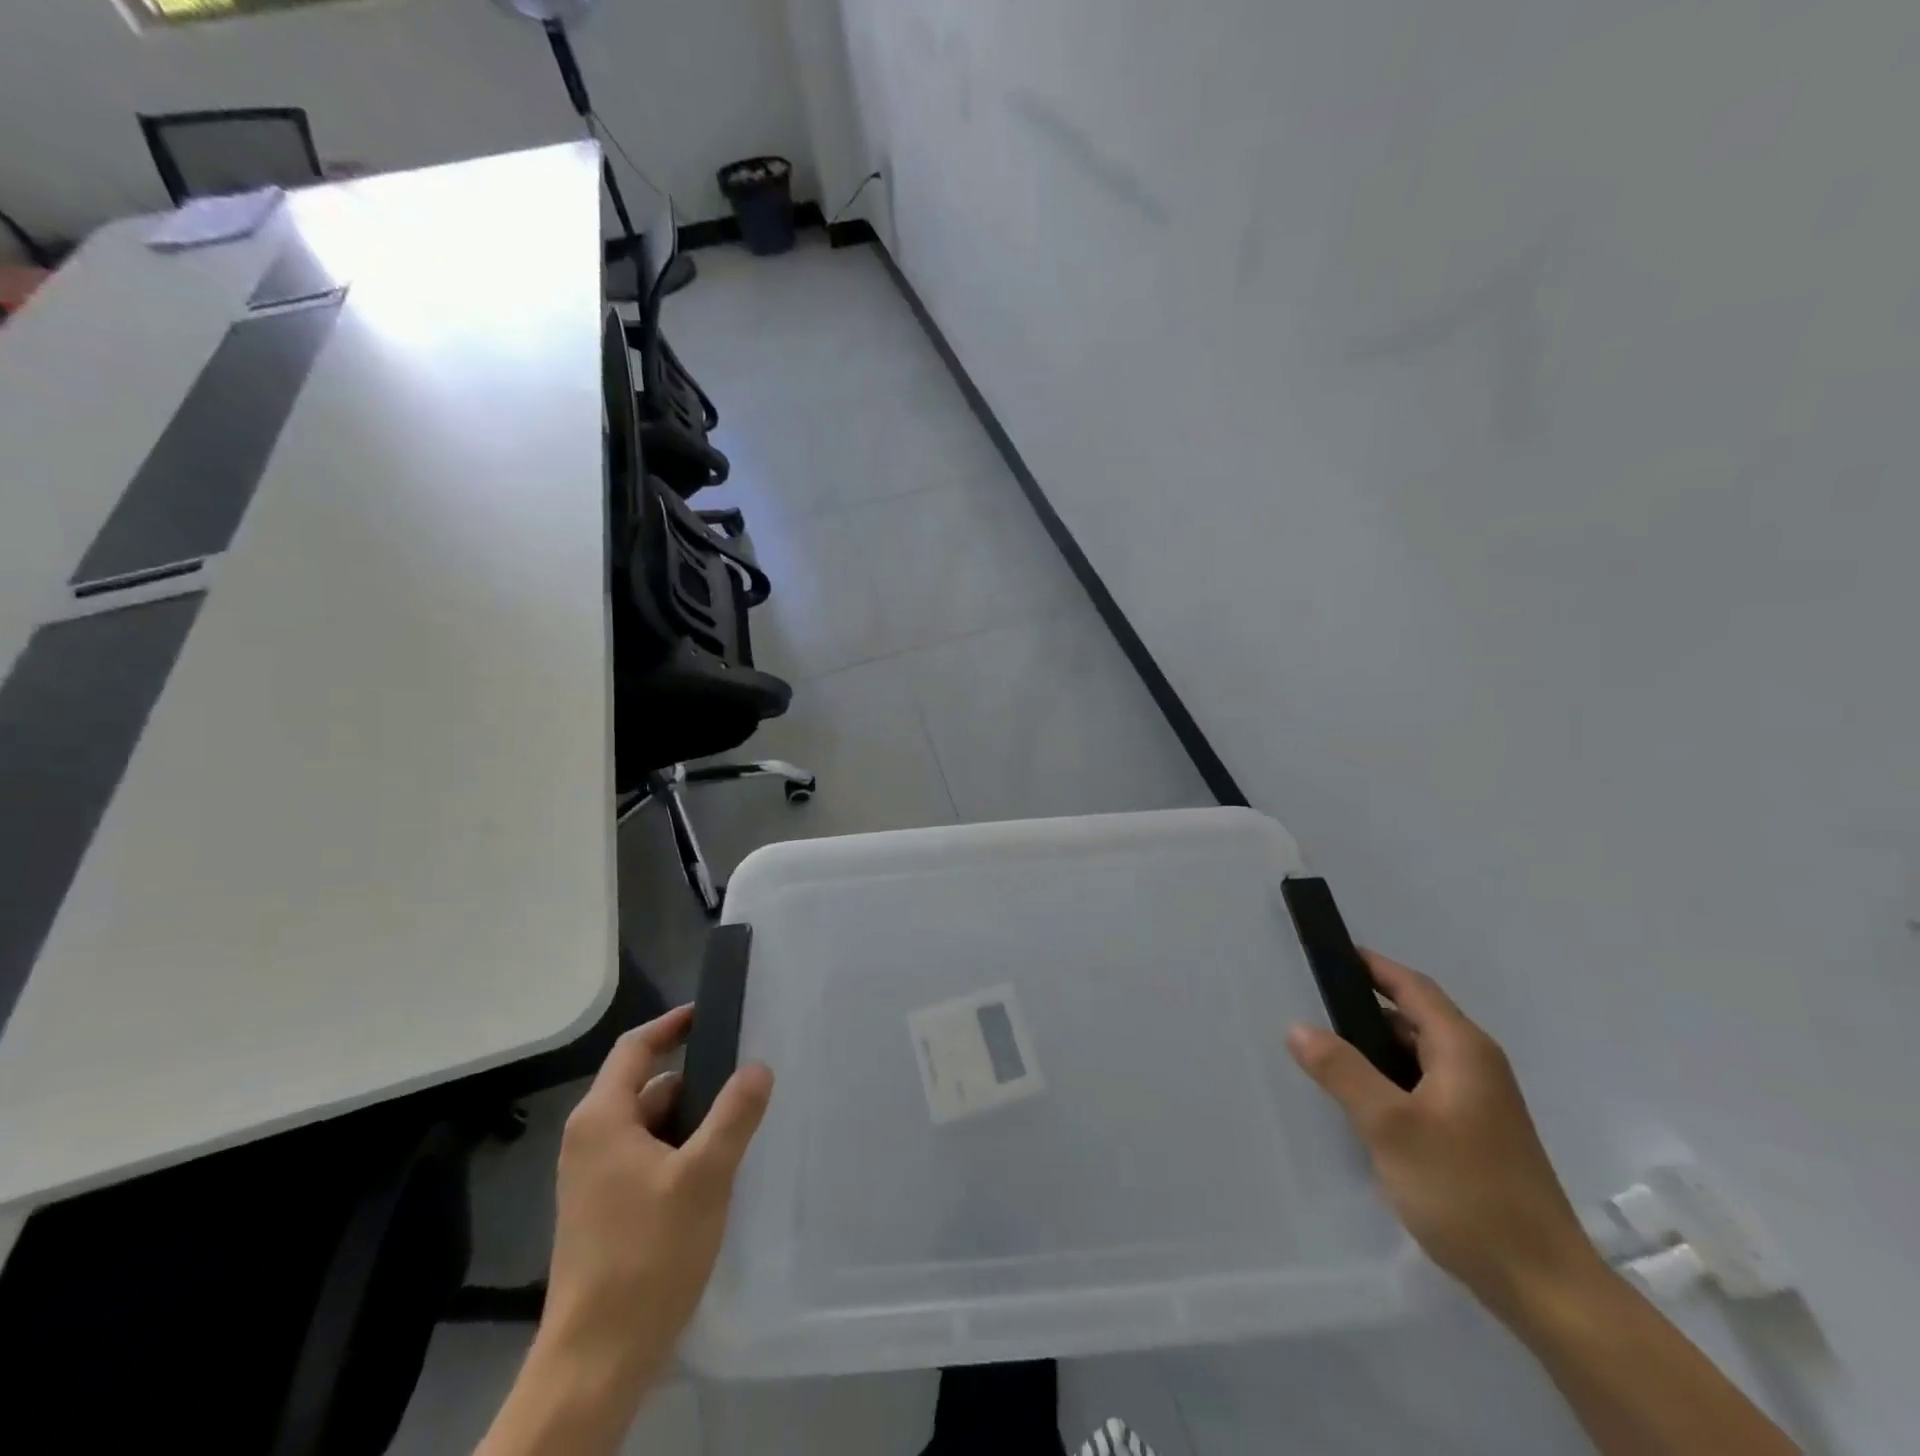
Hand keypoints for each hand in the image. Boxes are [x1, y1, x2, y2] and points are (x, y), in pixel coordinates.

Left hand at [542, 1005, 773, 1392]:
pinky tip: (712, 1177)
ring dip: (690, 1123)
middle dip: (696, 1083)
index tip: (709, 1014)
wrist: (595, 1360)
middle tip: (745, 1083)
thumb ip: (734, 1114)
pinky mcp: (602, 1212)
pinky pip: (645, 1159)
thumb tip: (758, 1066)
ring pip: (649, 1127)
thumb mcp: (705, 1175)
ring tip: (738, 1131)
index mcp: (602, 1119)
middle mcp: (589, 1141)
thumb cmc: (647, 1254)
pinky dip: (677, 1154)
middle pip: (647, 1088)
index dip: (672, 1025)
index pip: (635, 1048)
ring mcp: (592, 1179)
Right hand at [1287, 952, 1600, 1321]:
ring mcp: (1480, 1103)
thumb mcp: (1391, 1126)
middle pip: (1414, 1018)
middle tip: (1312, 1006)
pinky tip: (1361, 1103)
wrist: (1544, 1286)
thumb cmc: (1466, 1191)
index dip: (1372, 966)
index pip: (1412, 987)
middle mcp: (1477, 1066)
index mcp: (1463, 1050)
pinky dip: (1389, 1080)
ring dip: (1375, 1048)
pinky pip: (1423, 1087)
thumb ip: (1342, 1071)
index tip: (1330, 954)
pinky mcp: (1476, 1135)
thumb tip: (1297, 1027)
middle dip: (1365, 1008)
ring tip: (1325, 1053)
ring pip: (1417, 1056)